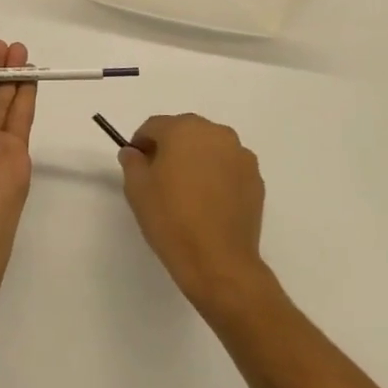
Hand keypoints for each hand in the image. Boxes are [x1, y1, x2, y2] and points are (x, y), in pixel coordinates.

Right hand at [120, 114, 269, 316]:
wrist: (218, 261)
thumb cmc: (170, 218)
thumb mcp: (137, 189)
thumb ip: (132, 162)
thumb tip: (134, 152)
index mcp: (184, 129)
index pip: (154, 126)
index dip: (140, 143)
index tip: (136, 163)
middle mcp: (216, 133)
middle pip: (185, 132)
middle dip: (170, 147)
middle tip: (159, 176)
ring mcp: (241, 155)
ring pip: (209, 148)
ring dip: (196, 159)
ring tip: (186, 190)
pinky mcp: (256, 178)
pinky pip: (228, 167)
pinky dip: (216, 175)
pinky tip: (208, 201)